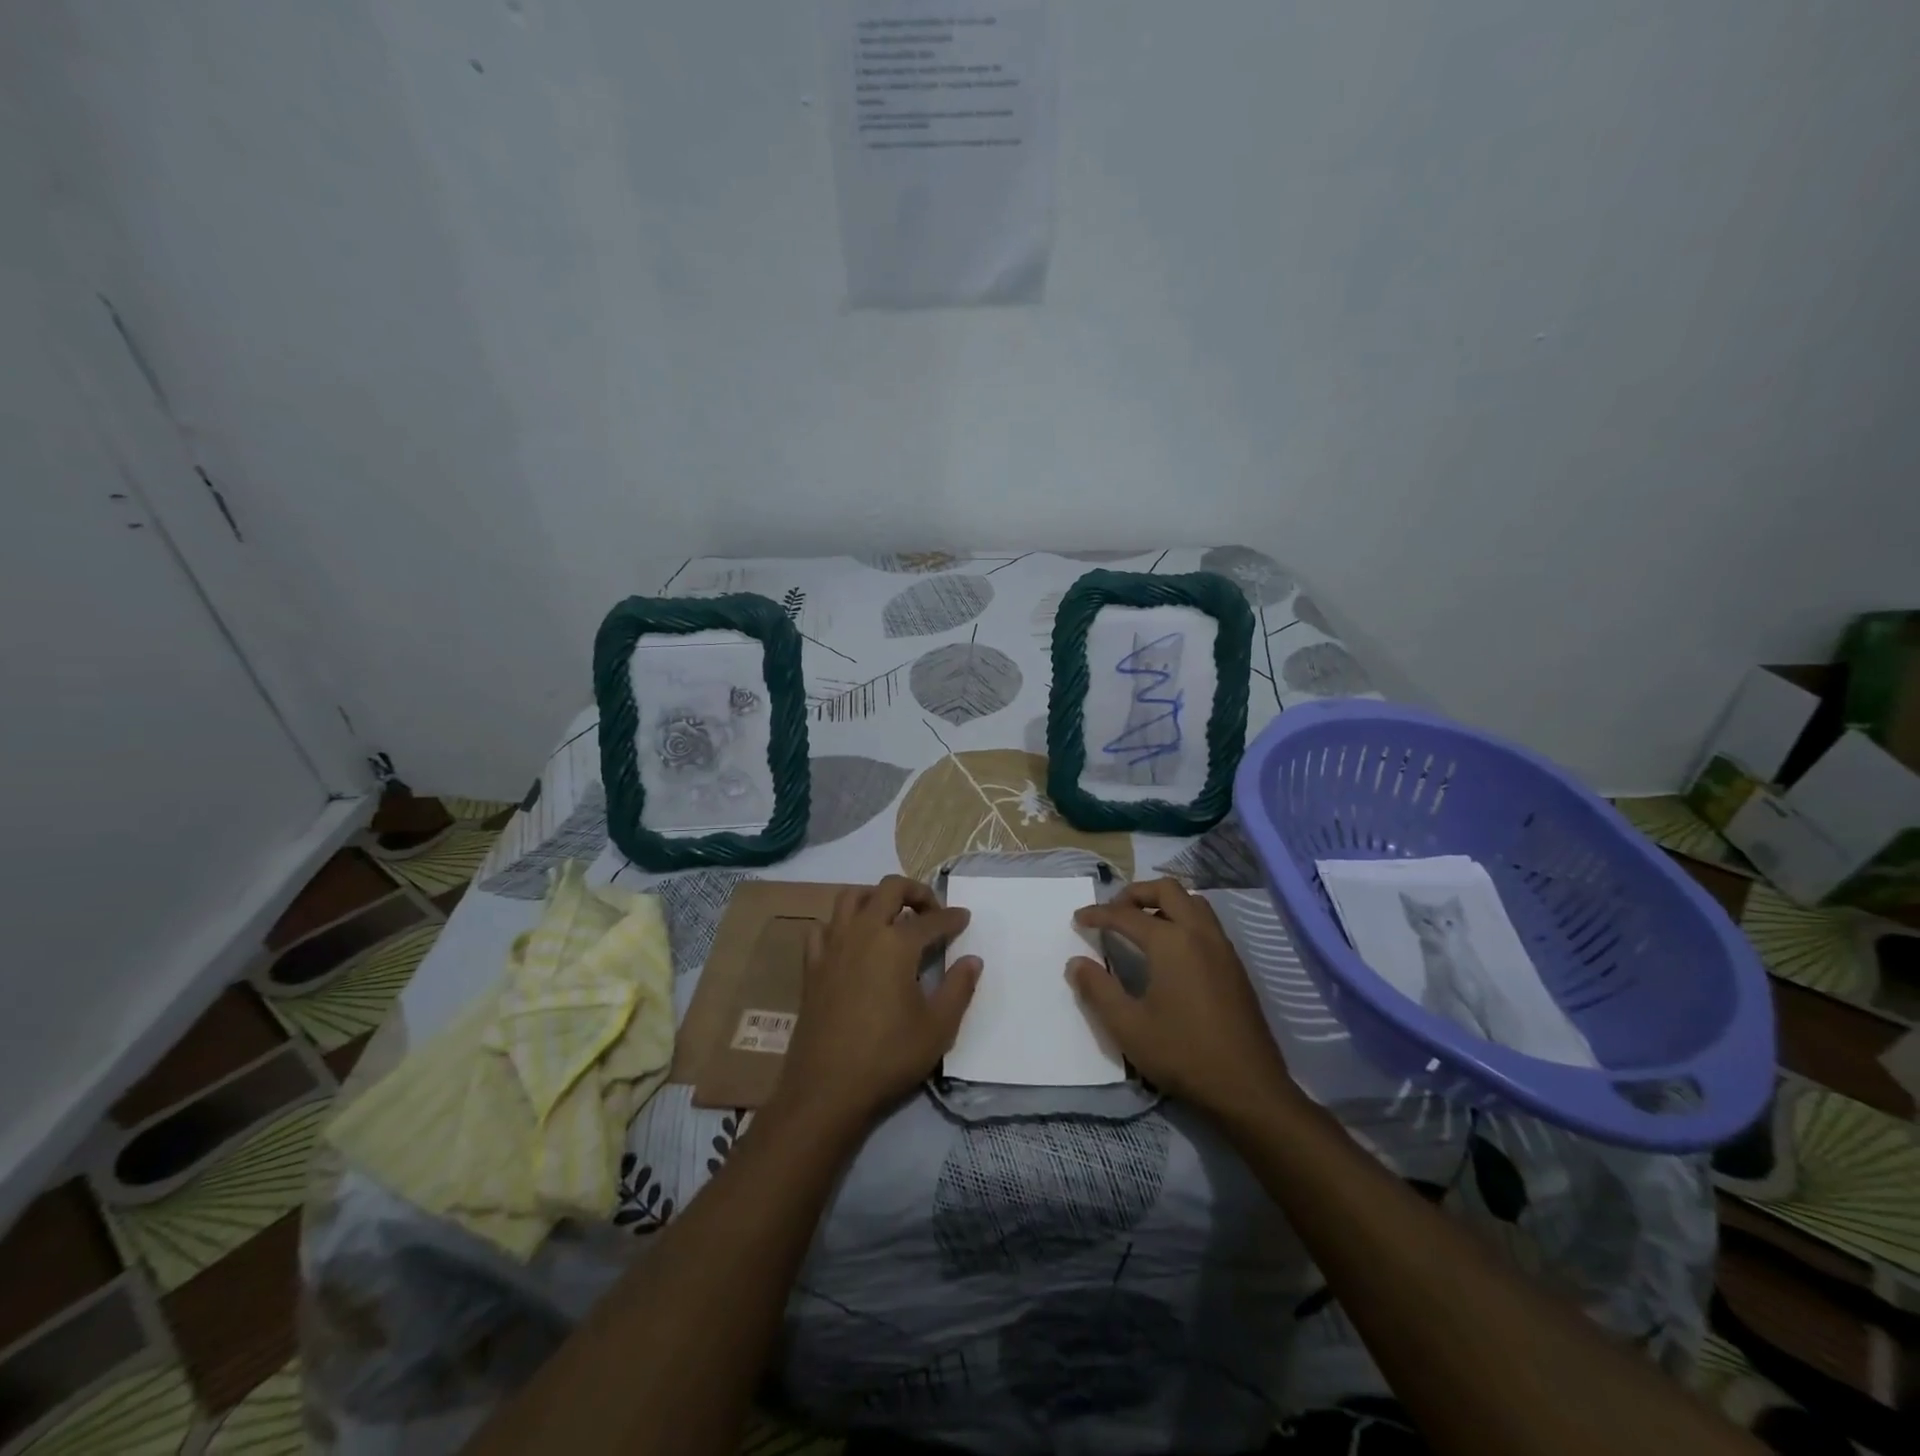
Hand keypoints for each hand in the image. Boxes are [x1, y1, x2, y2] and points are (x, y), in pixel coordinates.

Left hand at [777, 876, 979, 1127]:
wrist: (827, 1088)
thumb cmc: (888, 1056)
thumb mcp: (938, 1028)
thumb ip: (959, 988)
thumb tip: (972, 960)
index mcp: (897, 944)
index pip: (932, 920)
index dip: (952, 918)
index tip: (964, 918)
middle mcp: (864, 932)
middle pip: (890, 889)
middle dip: (916, 891)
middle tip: (931, 911)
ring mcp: (833, 945)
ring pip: (851, 897)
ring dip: (875, 897)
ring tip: (891, 915)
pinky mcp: (812, 965)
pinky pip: (823, 927)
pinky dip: (840, 924)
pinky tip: (851, 941)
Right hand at [1069, 878, 1297, 1115]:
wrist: (1248, 1088)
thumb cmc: (1183, 1054)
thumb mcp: (1128, 1027)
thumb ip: (1098, 990)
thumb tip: (1075, 963)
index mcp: (1171, 942)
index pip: (1126, 914)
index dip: (1098, 914)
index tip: (1078, 917)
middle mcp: (1199, 933)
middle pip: (1166, 889)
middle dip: (1135, 893)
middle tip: (1113, 911)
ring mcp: (1223, 947)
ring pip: (1192, 901)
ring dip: (1164, 902)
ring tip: (1141, 923)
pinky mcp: (1235, 966)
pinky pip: (1206, 922)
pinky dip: (1183, 918)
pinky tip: (1171, 949)